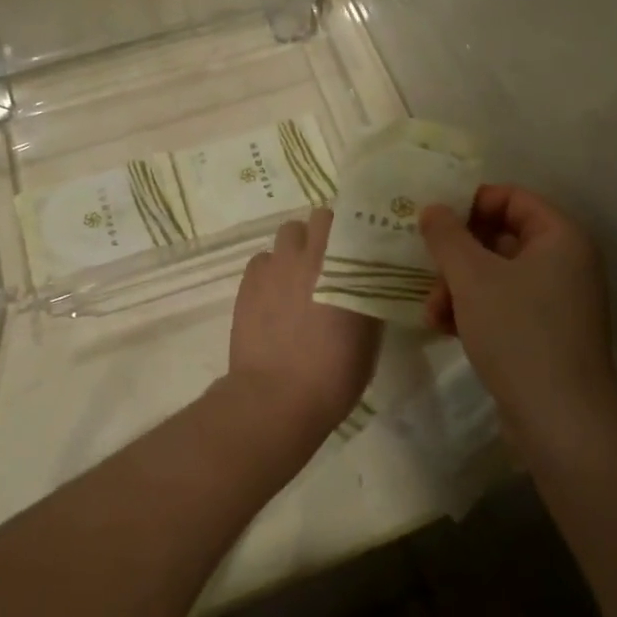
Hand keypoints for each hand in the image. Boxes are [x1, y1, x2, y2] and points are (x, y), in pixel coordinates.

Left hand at [229, 209, 380, 425]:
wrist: (276, 398)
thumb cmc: (333, 376)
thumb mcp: (368, 339)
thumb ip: (368, 301)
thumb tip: (367, 287)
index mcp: (349, 268)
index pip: (358, 224)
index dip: (360, 231)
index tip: (364, 246)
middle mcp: (313, 256)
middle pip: (320, 217)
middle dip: (326, 231)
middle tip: (333, 258)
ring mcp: (277, 265)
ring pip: (288, 232)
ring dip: (297, 246)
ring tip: (300, 272)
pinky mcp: (249, 281)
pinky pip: (263, 259)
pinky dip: (271, 268)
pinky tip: (275, 292)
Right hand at [420, 185, 616, 429]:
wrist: (559, 418)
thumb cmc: (518, 332)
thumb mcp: (473, 277)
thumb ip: (447, 236)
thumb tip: (433, 209)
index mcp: (560, 237)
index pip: (512, 198)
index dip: (471, 203)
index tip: (434, 220)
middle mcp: (564, 262)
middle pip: (500, 237)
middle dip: (457, 254)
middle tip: (427, 268)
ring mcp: (556, 300)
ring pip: (496, 274)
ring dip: (458, 286)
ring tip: (431, 311)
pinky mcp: (544, 332)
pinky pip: (503, 305)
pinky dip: (473, 310)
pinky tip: (444, 327)